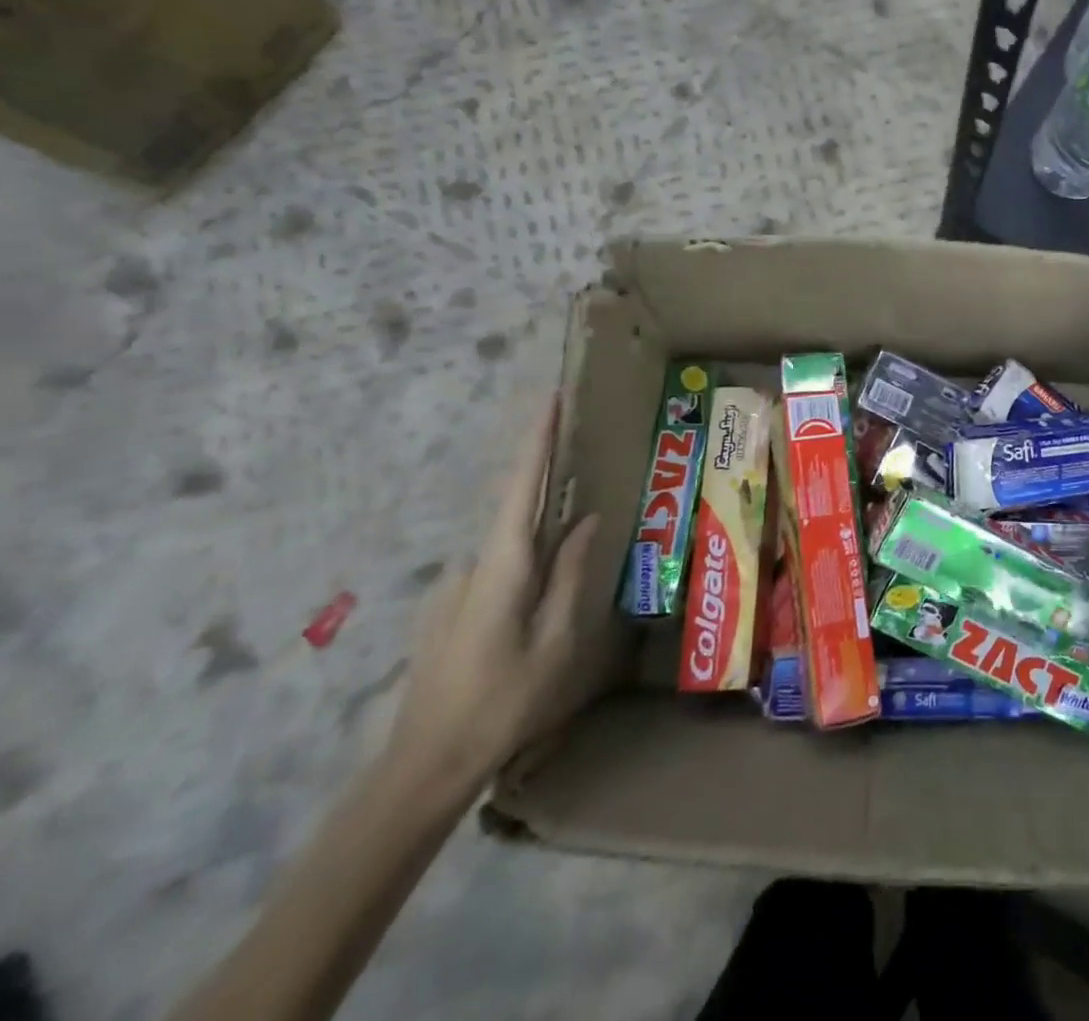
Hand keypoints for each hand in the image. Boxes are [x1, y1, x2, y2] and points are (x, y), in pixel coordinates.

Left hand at [385, 397, 619, 795]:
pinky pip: (498, 566)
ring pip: (508, 543)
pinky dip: (525, 557)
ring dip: (540, 528)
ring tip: (575, 537)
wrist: (425, 764)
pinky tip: (541, 591)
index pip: (520, 488)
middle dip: (544, 476)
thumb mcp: (556, 639)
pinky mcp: (450, 608)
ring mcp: (454, 587)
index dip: (536, 441)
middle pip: (514, 508)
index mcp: (502, 568)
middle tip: (579, 456)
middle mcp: (471, 565)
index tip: (550, 399)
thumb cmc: (502, 701)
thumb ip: (570, 573)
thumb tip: (588, 519)